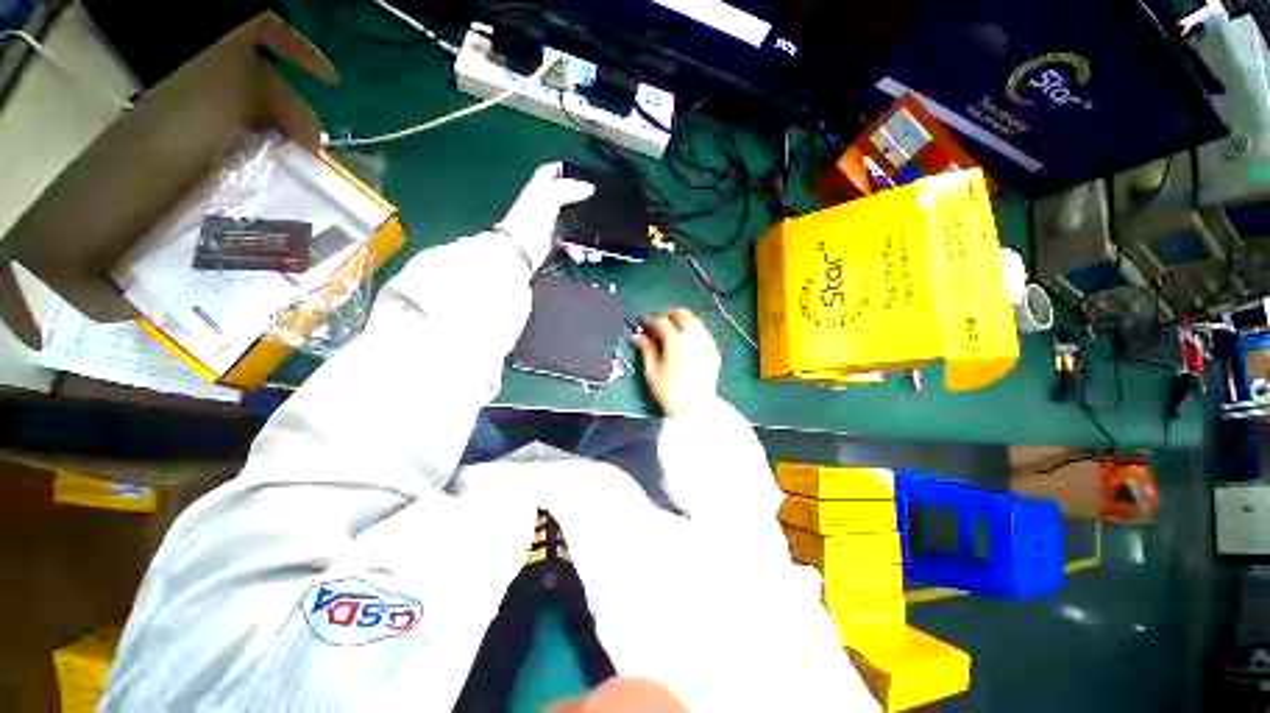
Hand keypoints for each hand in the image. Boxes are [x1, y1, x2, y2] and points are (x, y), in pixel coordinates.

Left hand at [496, 162, 594, 269]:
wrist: (517, 255)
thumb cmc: (529, 222)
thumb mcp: (549, 198)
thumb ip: (568, 189)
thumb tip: (589, 187)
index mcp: (538, 190)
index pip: (550, 172)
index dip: (563, 169)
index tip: (580, 171)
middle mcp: (541, 207)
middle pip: (563, 200)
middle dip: (580, 204)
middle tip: (595, 208)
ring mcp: (546, 228)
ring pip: (570, 226)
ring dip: (583, 234)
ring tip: (593, 241)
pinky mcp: (549, 247)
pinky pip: (568, 247)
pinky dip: (576, 251)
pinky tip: (580, 255)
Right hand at [631, 309, 720, 416]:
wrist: (694, 408)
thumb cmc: (668, 390)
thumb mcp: (652, 370)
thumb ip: (646, 349)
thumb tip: (637, 336)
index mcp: (676, 341)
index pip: (662, 322)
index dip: (651, 321)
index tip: (645, 326)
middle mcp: (694, 337)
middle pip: (683, 314)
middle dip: (670, 315)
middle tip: (660, 325)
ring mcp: (707, 343)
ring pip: (696, 321)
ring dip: (683, 322)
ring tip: (674, 333)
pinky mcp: (714, 351)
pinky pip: (704, 333)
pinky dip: (694, 332)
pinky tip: (687, 344)